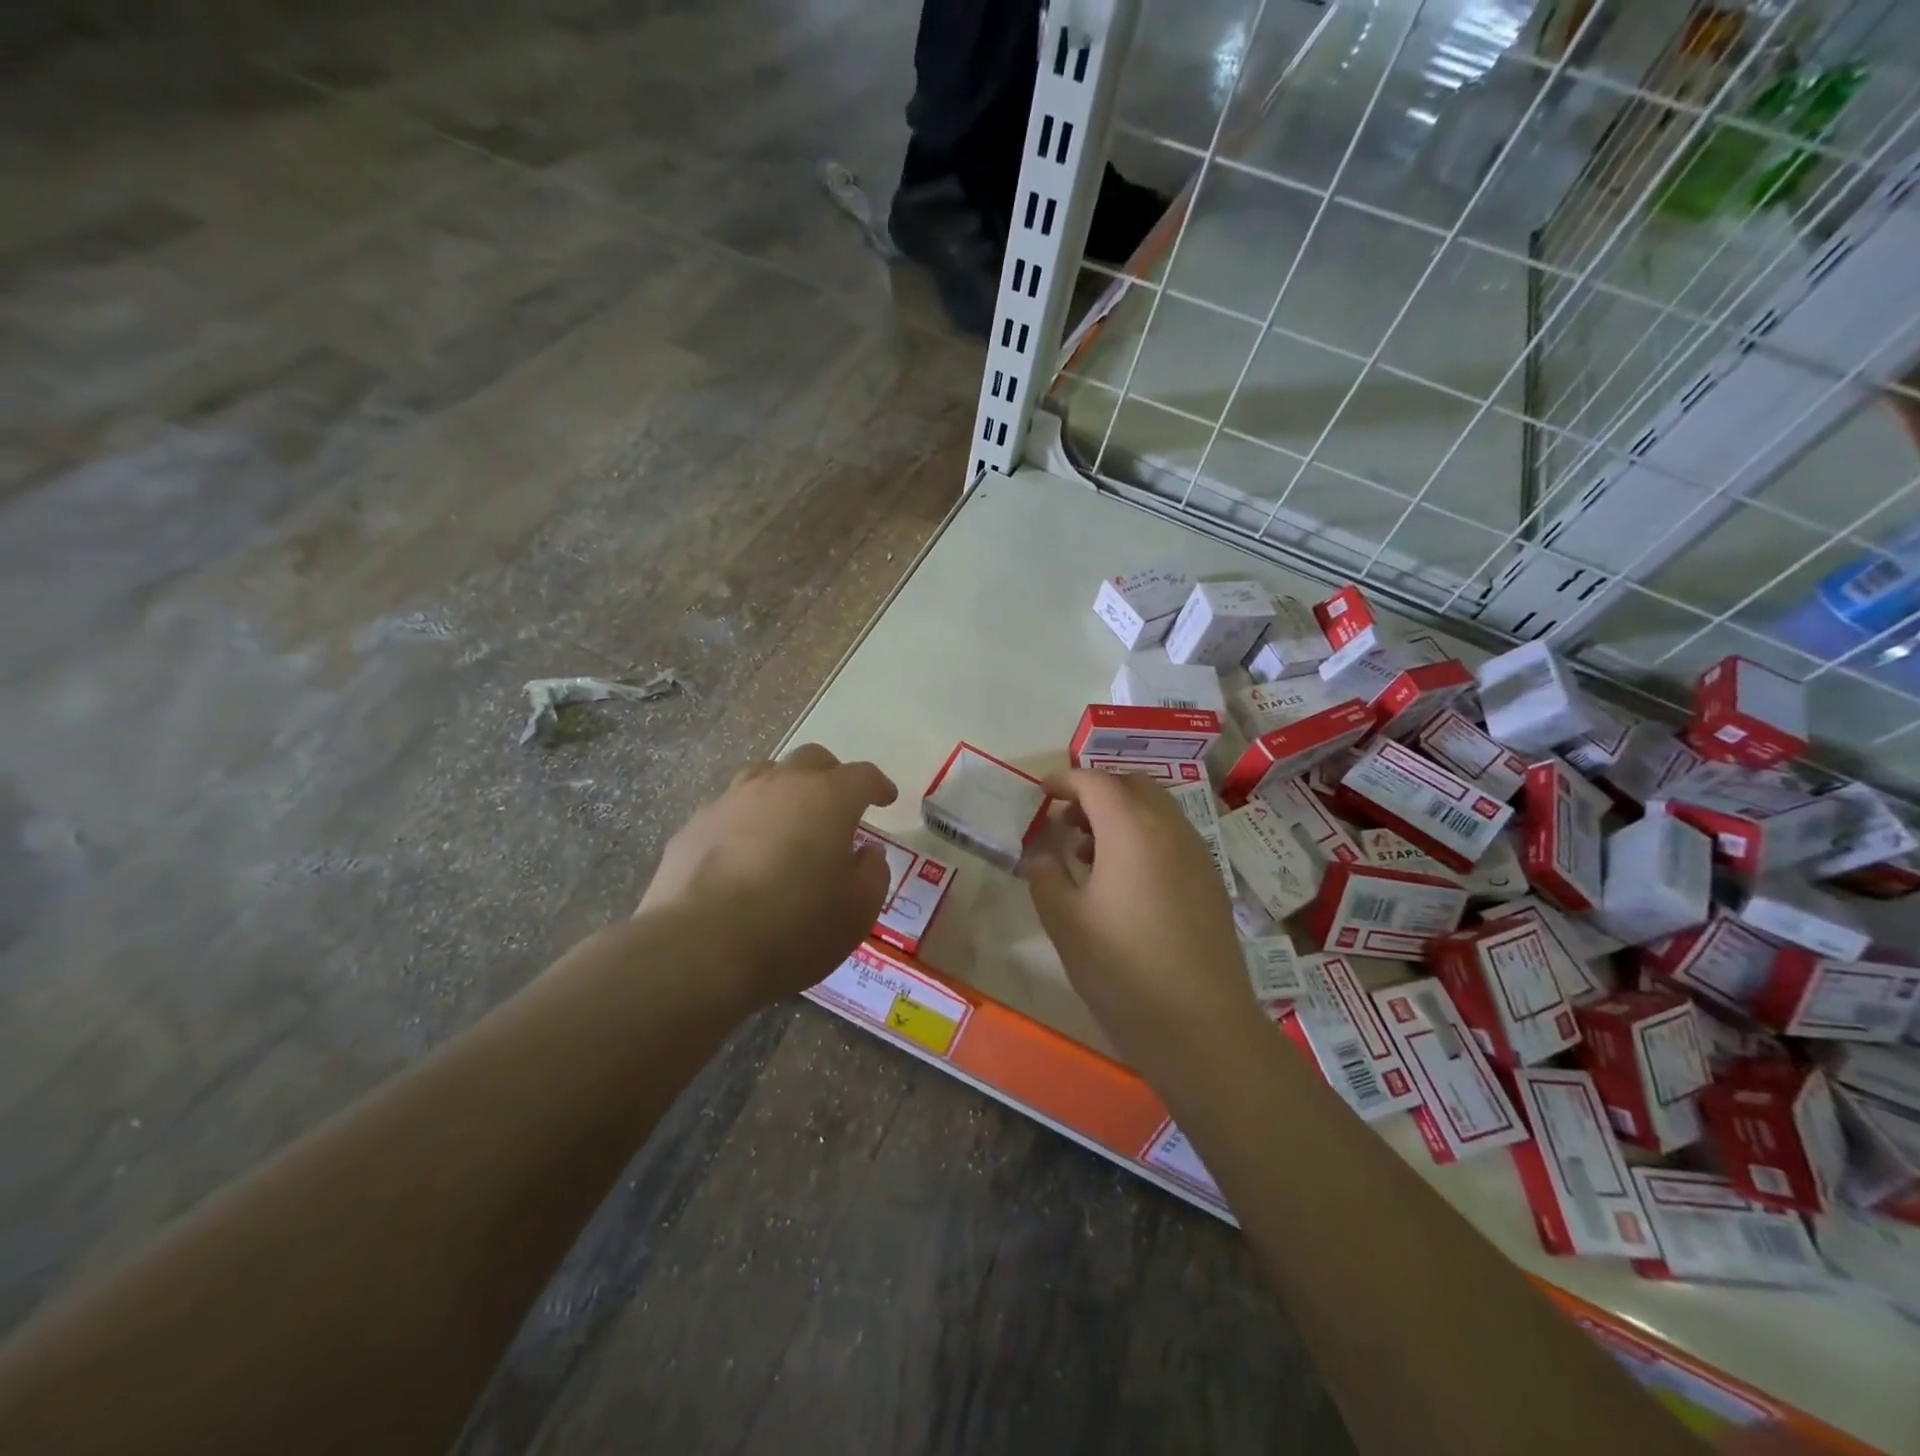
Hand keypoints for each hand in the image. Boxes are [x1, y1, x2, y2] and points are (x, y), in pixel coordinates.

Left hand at [637, 744, 897, 1002]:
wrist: (700, 947)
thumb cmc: (794, 929)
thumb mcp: (857, 912)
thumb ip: (872, 874)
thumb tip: (867, 852)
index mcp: (828, 799)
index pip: (863, 776)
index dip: (878, 785)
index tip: (886, 799)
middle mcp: (780, 785)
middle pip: (812, 759)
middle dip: (831, 776)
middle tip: (837, 804)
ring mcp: (732, 800)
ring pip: (765, 774)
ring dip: (784, 789)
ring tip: (788, 820)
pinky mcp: (695, 824)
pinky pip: (730, 808)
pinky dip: (746, 819)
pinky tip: (743, 851)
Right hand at [1022, 770, 1258, 1071]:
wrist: (1200, 1026)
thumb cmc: (1122, 969)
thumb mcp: (1065, 921)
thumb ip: (1045, 875)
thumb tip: (1041, 853)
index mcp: (1131, 829)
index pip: (1095, 783)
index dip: (1065, 781)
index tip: (1042, 792)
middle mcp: (1170, 829)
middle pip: (1132, 786)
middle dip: (1096, 793)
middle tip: (1066, 822)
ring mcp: (1197, 854)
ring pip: (1157, 810)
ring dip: (1122, 815)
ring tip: (1089, 854)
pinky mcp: (1211, 881)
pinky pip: (1173, 837)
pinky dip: (1144, 836)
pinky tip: (1125, 881)